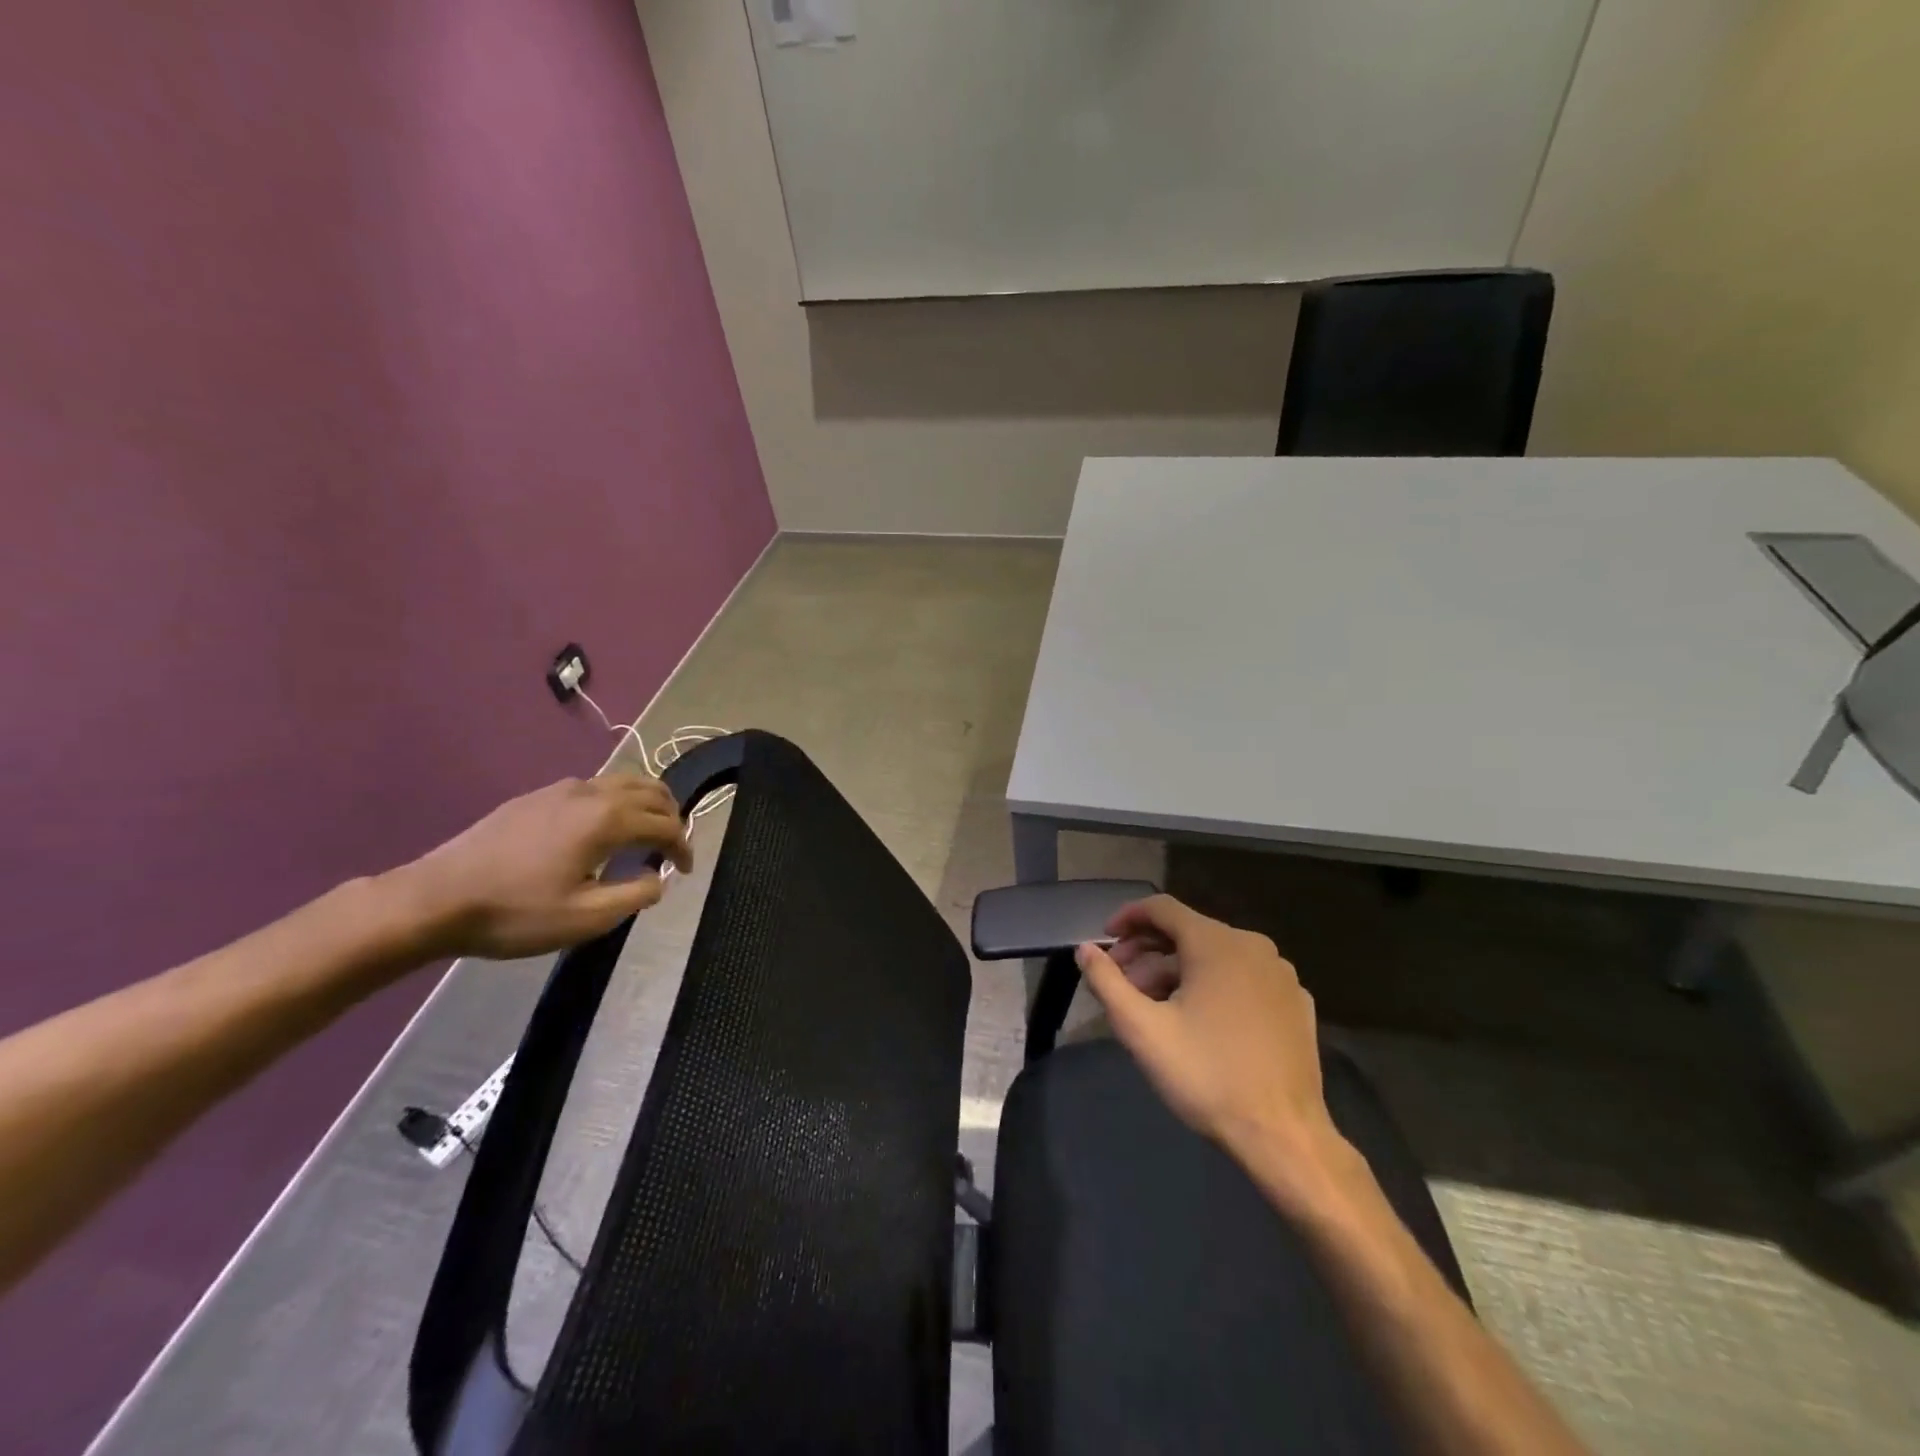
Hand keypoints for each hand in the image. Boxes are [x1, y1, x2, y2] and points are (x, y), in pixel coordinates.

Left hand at [393, 773, 693, 959]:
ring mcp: (560, 790)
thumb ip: (635, 896)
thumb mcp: (585, 919)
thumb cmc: (515, 913)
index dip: (683, 846)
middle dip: (672, 815)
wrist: (434, 899)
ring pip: (623, 782)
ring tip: (646, 832)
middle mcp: (590, 793)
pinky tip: (602, 829)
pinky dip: (617, 800)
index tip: (686, 871)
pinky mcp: (536, 797)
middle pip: (651, 790)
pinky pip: (595, 787)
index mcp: (607, 819)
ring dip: (646, 803)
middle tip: (673, 846)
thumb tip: (657, 878)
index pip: (665, 823)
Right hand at [1077, 895, 1340, 1175]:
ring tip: (1155, 1006)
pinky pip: (1244, 978)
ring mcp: (1281, 975)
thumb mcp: (1142, 1030)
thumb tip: (1084, 949)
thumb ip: (1107, 982)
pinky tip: (1200, 1020)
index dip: (1128, 918)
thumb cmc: (1207, 1076)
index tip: (1105, 940)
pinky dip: (1214, 986)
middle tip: (1122, 983)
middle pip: (1188, 932)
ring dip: (1178, 971)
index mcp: (1216, 943)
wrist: (1284, 1137)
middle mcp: (1253, 946)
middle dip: (1148, 952)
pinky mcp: (1296, 1004)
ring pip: (1217, 956)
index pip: (1162, 908)